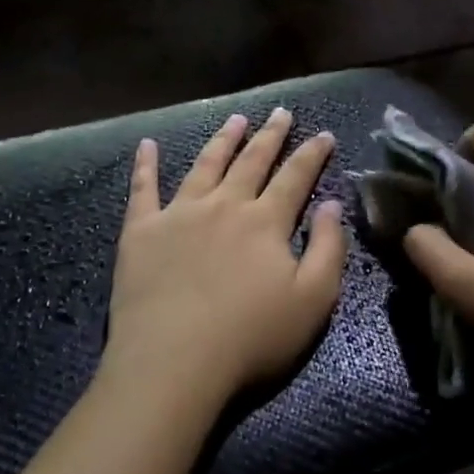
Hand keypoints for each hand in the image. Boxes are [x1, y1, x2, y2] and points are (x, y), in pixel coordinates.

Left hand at [103, 108, 347, 409]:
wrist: (174, 361)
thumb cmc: (251, 338)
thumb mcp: (313, 301)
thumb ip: (328, 248)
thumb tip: (331, 204)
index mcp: (265, 222)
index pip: (295, 178)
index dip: (312, 154)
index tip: (324, 134)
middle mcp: (223, 205)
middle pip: (251, 162)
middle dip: (270, 135)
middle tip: (280, 112)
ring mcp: (179, 214)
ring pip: (205, 165)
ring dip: (222, 140)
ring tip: (235, 120)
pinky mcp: (141, 231)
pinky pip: (143, 189)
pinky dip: (146, 164)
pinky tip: (147, 144)